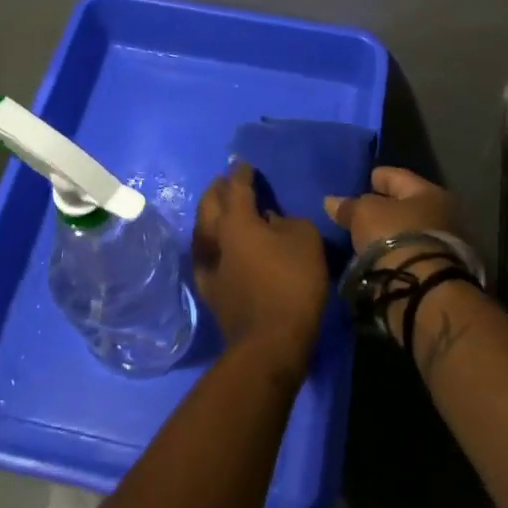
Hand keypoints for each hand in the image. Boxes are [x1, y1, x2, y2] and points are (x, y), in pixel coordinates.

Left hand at [192, 163, 328, 378]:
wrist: (269, 342)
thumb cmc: (292, 284)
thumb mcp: (305, 241)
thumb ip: (287, 222)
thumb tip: (270, 221)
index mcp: (237, 220)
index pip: (237, 188)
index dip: (241, 174)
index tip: (244, 165)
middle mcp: (215, 237)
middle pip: (209, 204)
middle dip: (217, 189)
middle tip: (224, 181)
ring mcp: (207, 264)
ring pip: (202, 229)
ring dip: (209, 214)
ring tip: (219, 209)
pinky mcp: (208, 288)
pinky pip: (205, 253)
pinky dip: (211, 242)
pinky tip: (218, 245)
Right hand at [324, 167, 460, 264]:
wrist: (423, 291)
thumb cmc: (395, 237)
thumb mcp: (364, 214)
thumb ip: (348, 206)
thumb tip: (331, 202)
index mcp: (429, 192)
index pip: (397, 176)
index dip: (377, 177)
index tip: (360, 180)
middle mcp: (444, 215)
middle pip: (406, 205)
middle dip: (384, 208)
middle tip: (359, 212)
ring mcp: (444, 246)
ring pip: (409, 232)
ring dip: (390, 234)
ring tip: (364, 238)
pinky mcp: (438, 273)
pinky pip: (409, 254)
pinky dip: (394, 254)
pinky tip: (377, 258)